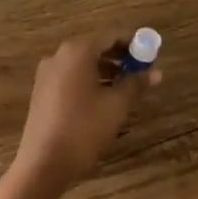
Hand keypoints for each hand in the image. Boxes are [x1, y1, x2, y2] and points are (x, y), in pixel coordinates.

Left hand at [13, 33, 159, 184]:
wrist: (44, 163)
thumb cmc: (84, 128)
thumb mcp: (116, 105)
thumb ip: (136, 83)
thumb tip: (156, 72)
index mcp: (77, 52)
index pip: (110, 35)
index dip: (133, 42)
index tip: (150, 54)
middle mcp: (59, 56)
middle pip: (95, 47)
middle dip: (120, 57)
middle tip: (142, 71)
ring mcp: (47, 73)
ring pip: (82, 63)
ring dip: (106, 70)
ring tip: (126, 87)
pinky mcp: (42, 91)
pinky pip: (71, 76)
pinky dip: (89, 80)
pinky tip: (103, 99)